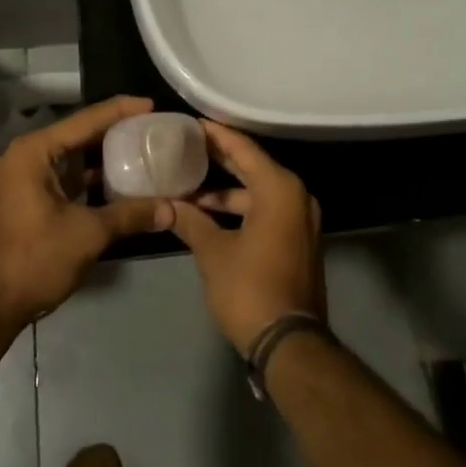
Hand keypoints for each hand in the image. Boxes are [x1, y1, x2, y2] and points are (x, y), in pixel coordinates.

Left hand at [0, 95, 173, 328]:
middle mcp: (28, 156)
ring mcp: (27, 178)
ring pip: (74, 156)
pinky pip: (68, 176)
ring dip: (106, 155)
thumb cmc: (35, 259)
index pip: (86, 119)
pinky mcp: (31, 199)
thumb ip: (131, 214)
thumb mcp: (89, 233)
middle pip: (80, 133)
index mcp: (35, 152)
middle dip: (116, 130)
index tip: (153, 105)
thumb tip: (173, 209)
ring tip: (144, 148)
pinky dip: (93, 177)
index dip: (121, 110)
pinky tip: (122, 181)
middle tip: (154, 127)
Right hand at [166, 122, 325, 354]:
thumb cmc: (249, 288)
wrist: (290, 343)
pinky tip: (209, 214)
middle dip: (219, 158)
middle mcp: (296, 196)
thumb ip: (189, 221)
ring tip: (189, 186)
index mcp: (279, 189)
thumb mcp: (213, 252)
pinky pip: (267, 209)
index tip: (191, 123)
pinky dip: (241, 208)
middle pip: (252, 166)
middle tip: (186, 146)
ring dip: (227, 190)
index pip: (243, 149)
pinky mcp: (298, 240)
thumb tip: (165, 205)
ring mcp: (300, 219)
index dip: (216, 135)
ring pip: (258, 191)